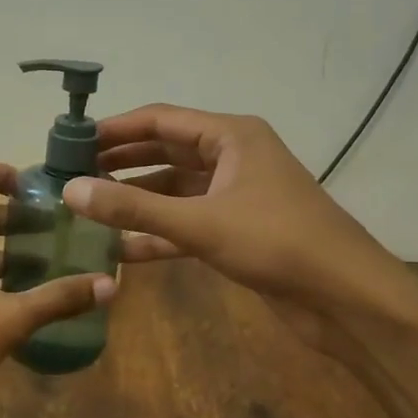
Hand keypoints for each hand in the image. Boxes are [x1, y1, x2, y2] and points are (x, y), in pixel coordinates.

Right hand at [61, 105, 417, 339]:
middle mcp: (232, 157)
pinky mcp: (236, 230)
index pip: (159, 119)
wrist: (347, 298)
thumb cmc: (277, 243)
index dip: (113, 130)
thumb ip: (132, 208)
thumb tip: (69, 191)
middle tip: (71, 175)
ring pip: (173, 190)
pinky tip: (119, 250)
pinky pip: (186, 223)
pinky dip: (156, 234)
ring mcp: (235, 195)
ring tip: (87, 209)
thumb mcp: (199, 223)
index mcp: (230, 136)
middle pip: (164, 151)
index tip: (70, 142)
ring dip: (135, 201)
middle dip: (119, 164)